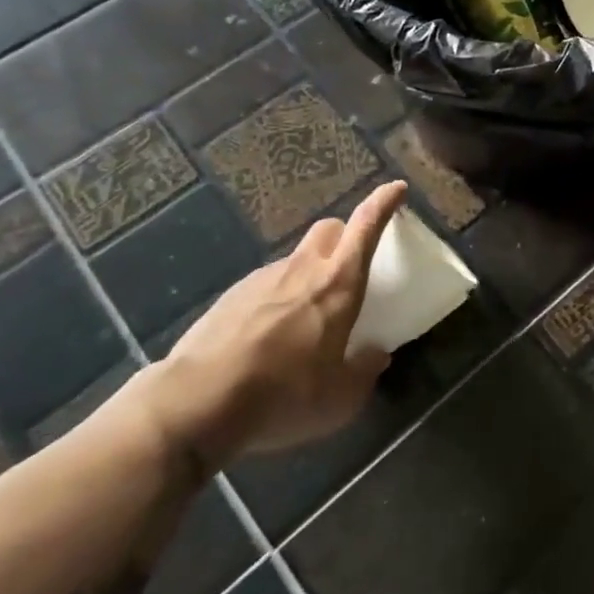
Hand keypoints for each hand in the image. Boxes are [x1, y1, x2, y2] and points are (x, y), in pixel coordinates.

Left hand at [137, 182, 406, 473]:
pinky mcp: (231, 296)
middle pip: (329, 229)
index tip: (397, 189)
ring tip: (306, 320)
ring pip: (296, 259)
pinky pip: (266, 285)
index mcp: (338, 284)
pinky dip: (278, 298)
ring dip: (309, 274)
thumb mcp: (339, 398)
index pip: (366, 226)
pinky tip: (268, 338)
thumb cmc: (283, 395)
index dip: (384, 202)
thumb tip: (376, 355)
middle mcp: (302, 270)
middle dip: (345, 236)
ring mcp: (262, 279)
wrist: (197, 403)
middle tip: (350, 266)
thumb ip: (364, 372)